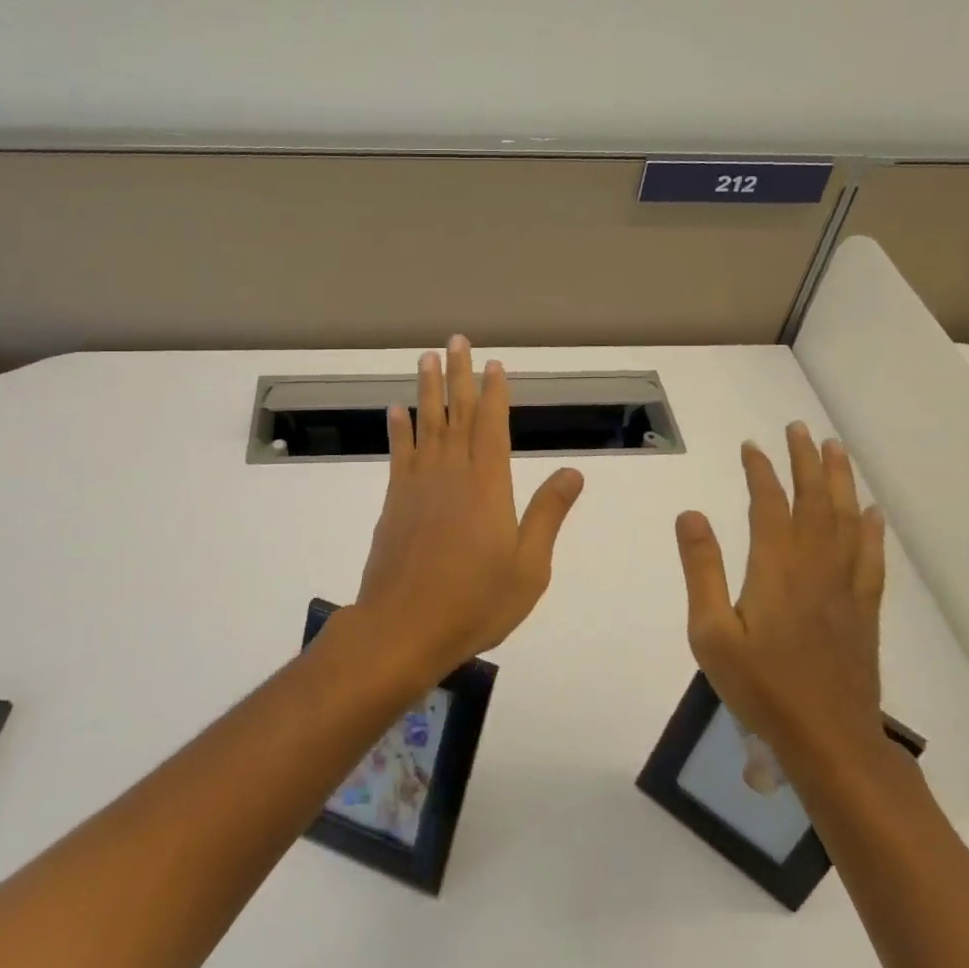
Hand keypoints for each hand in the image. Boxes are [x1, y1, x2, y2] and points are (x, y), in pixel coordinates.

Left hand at [352, 337, 584, 683]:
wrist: (405, 626)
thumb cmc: (475, 601)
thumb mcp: (529, 566)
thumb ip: (548, 514)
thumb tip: (574, 472)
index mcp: (489, 486)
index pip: (493, 426)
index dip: (494, 393)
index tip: (494, 364)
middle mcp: (452, 474)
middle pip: (458, 414)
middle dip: (459, 375)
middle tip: (456, 341)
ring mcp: (419, 485)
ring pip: (426, 425)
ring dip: (427, 390)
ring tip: (426, 358)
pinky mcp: (395, 501)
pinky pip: (399, 454)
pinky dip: (398, 429)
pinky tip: (396, 410)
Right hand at [674, 423, 887, 776]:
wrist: (828, 740)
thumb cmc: (760, 686)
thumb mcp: (710, 632)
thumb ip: (701, 569)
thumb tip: (691, 514)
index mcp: (776, 568)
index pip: (769, 504)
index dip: (761, 471)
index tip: (751, 446)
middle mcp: (815, 566)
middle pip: (814, 501)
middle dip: (806, 461)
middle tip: (799, 428)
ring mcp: (845, 587)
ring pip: (846, 520)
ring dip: (840, 481)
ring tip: (836, 449)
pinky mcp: (864, 610)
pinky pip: (871, 557)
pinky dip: (871, 528)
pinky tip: (872, 512)